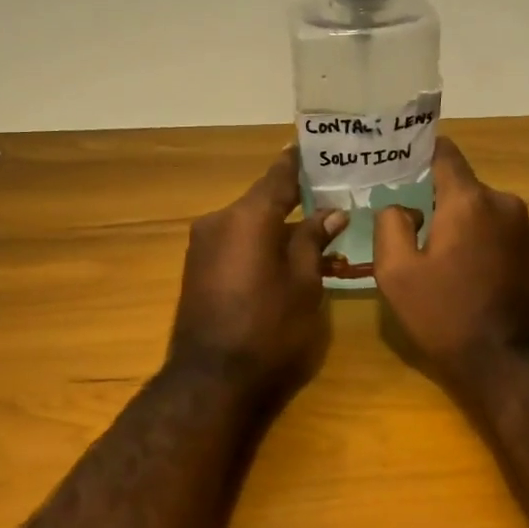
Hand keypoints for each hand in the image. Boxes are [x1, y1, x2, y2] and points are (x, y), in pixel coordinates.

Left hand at [169, 149, 345, 405]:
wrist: (211, 380)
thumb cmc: (269, 329)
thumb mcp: (304, 283)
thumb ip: (314, 241)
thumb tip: (331, 212)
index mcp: (248, 216)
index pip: (278, 175)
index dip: (300, 161)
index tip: (319, 147)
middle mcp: (219, 220)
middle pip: (263, 201)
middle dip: (295, 201)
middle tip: (330, 199)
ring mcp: (203, 245)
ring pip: (249, 223)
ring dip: (277, 226)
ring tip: (314, 233)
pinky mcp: (197, 268)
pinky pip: (235, 242)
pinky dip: (259, 243)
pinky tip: (283, 257)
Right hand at [374, 138, 528, 391]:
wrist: (506, 361)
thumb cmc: (444, 314)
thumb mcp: (396, 273)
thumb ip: (390, 225)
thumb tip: (403, 207)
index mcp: (468, 201)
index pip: (445, 153)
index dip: (421, 152)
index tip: (402, 162)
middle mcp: (504, 203)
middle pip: (462, 187)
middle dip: (438, 201)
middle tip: (413, 226)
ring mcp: (525, 227)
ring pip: (482, 210)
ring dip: (462, 223)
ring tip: (441, 255)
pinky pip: (500, 231)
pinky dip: (482, 239)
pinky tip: (469, 270)